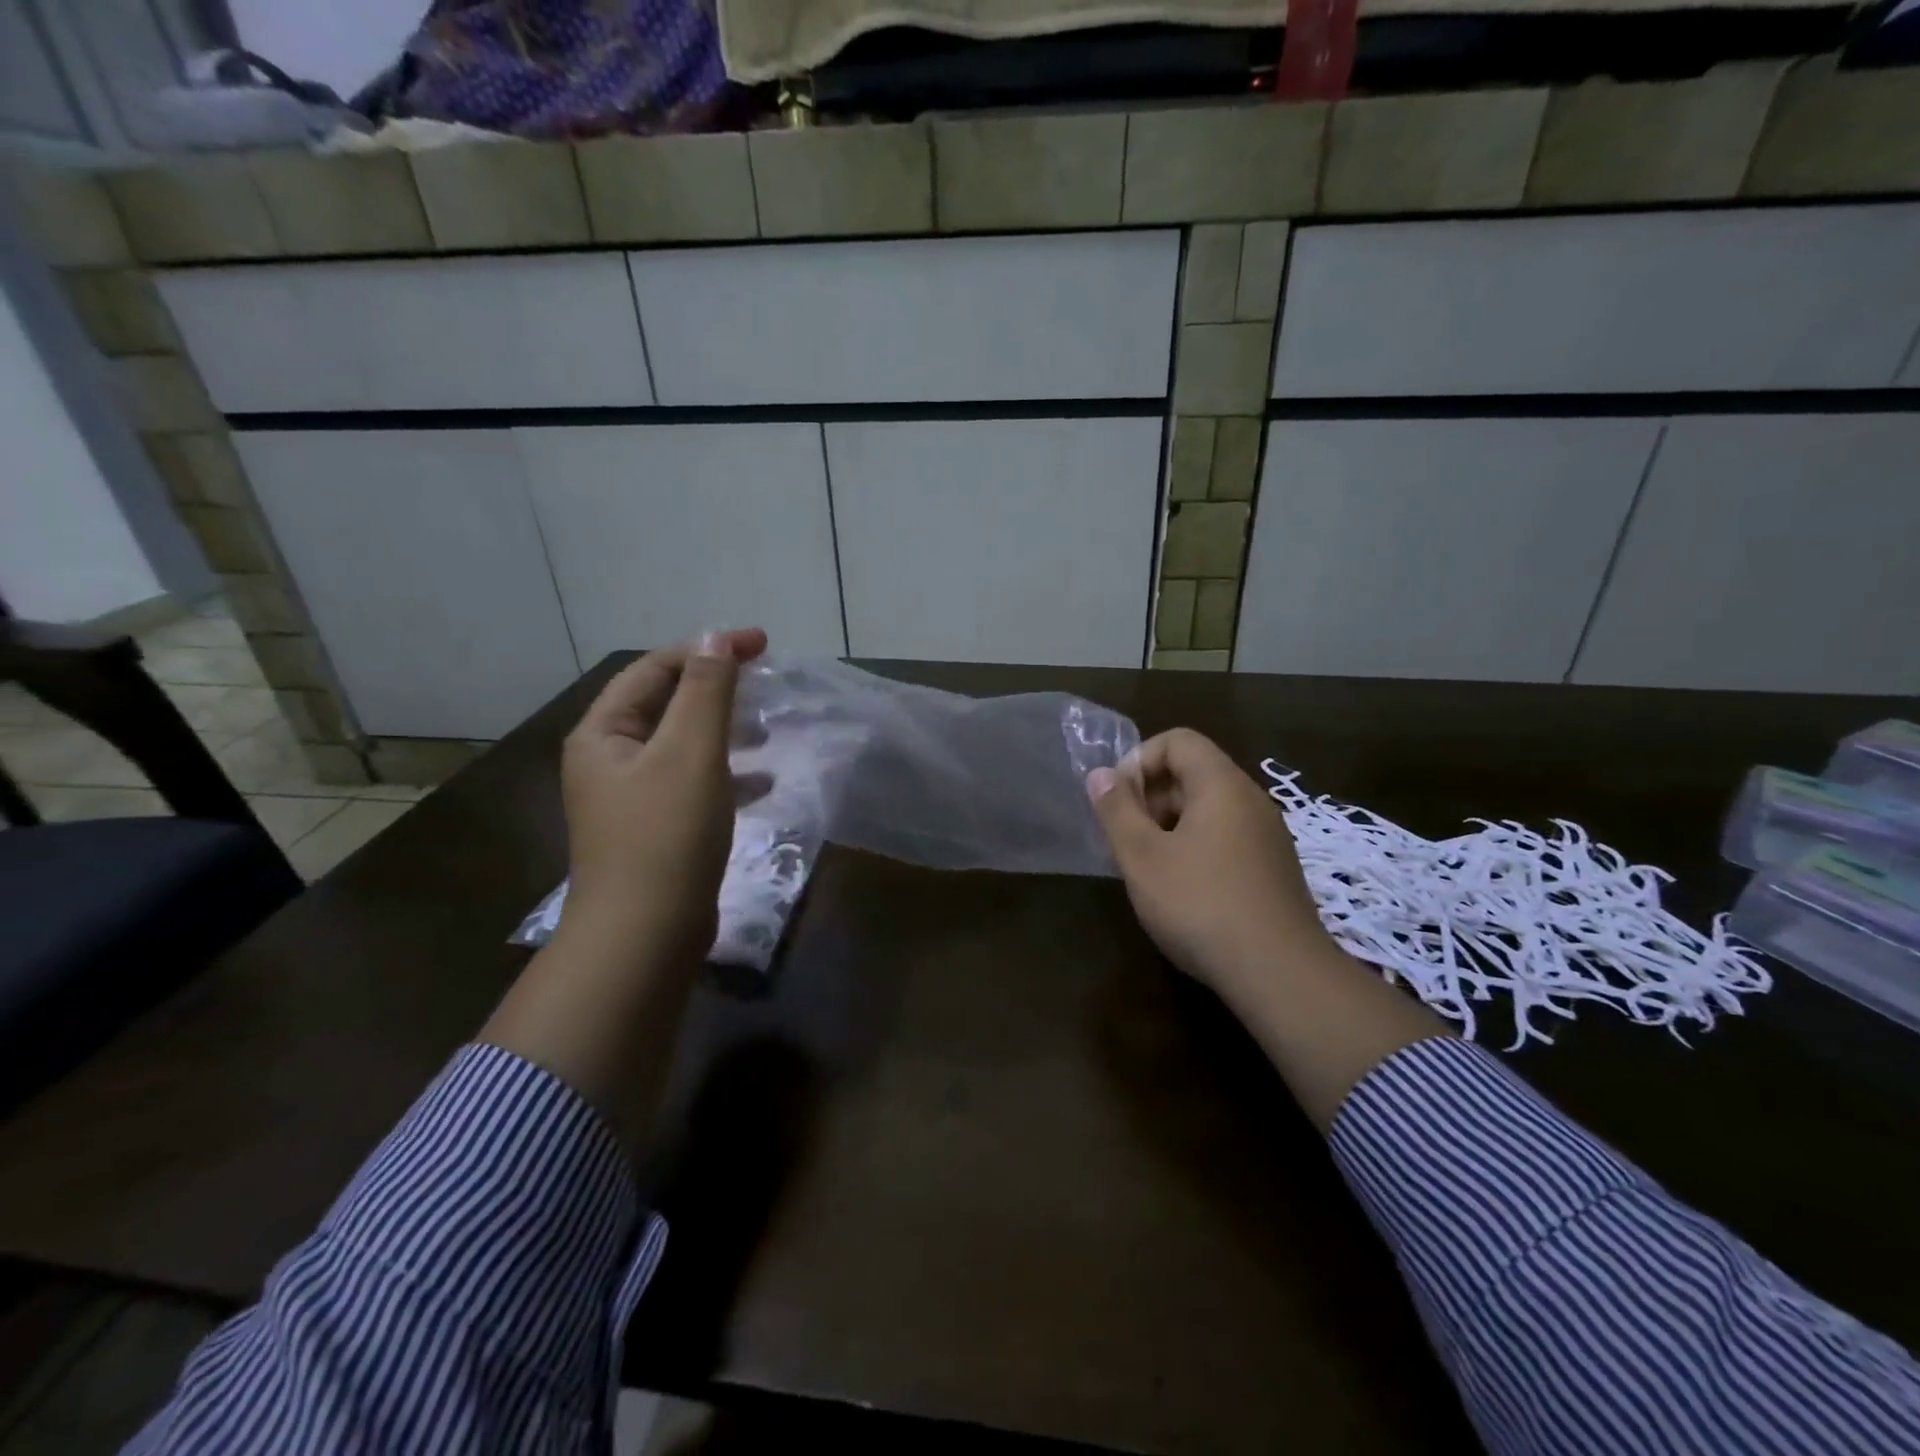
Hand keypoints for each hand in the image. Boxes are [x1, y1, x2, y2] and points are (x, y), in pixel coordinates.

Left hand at [559, 628, 767, 962]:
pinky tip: (763, 781)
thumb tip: (716, 638)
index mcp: (605, 732)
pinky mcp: (656, 828)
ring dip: (725, 730)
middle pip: (666, 703)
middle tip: (766, 684)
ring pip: (683, 744)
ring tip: (767, 730)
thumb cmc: (665, 836)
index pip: (656, 668)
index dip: (708, 649)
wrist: (644, 937)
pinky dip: (727, 773)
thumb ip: (706, 692)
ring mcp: (631, 797)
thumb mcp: (691, 753)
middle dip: (717, 689)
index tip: (762, 646)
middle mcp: (610, 758)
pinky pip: (693, 783)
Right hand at [1088, 729, 1446, 1129]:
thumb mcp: (1142, 857)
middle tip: (1126, 838)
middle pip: (1194, 773)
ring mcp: (1268, 837)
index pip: (1179, 741)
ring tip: (1148, 867)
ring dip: (1170, 825)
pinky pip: (1227, 838)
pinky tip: (1181, 890)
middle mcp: (1251, 801)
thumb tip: (1099, 775)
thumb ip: (1116, 810)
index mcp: (1222, 786)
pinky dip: (1195, 847)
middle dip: (1151, 796)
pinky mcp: (1274, 870)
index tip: (1117, 800)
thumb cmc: (1200, 904)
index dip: (1139, 760)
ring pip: (1209, 809)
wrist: (1280, 974)